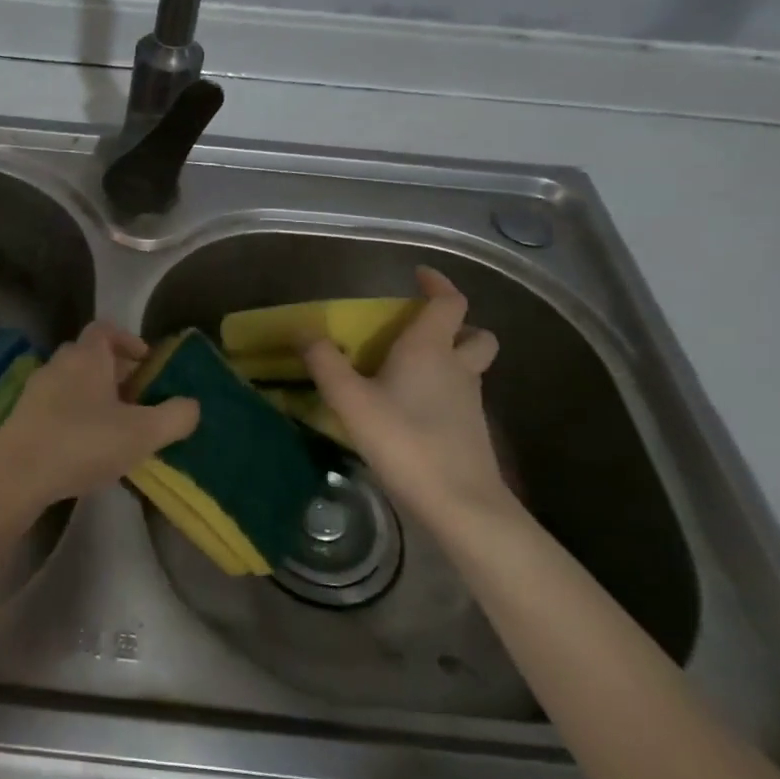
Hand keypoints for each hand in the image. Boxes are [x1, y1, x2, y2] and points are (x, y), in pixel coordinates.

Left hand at [0, 321, 199, 522]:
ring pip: (73, 382)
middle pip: (90, 356)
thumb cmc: (82, 443)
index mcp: (86, 356)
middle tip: (139, 399)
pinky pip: (57, 405)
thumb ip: (175, 416)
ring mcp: (36, 390)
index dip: (128, 340)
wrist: (15, 476)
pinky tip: (87, 447)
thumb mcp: (142, 433)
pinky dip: (75, 415)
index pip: (106, 329)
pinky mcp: (22, 416)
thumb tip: (191, 405)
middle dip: (116, 372)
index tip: (147, 362)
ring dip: (96, 396)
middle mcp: (58, 363)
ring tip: (117, 427)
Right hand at [302, 266, 512, 533]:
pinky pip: (460, 395)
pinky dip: (442, 391)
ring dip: (450, 358)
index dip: (438, 284)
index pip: (449, 302)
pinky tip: (411, 409)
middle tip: (420, 331)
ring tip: (408, 370)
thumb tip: (304, 331)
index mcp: (430, 349)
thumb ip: (325, 363)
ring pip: (470, 366)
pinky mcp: (471, 430)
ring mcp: (470, 401)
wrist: (461, 504)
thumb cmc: (405, 441)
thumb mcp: (350, 401)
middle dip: (455, 325)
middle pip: (475, 334)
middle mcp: (457, 367)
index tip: (419, 275)